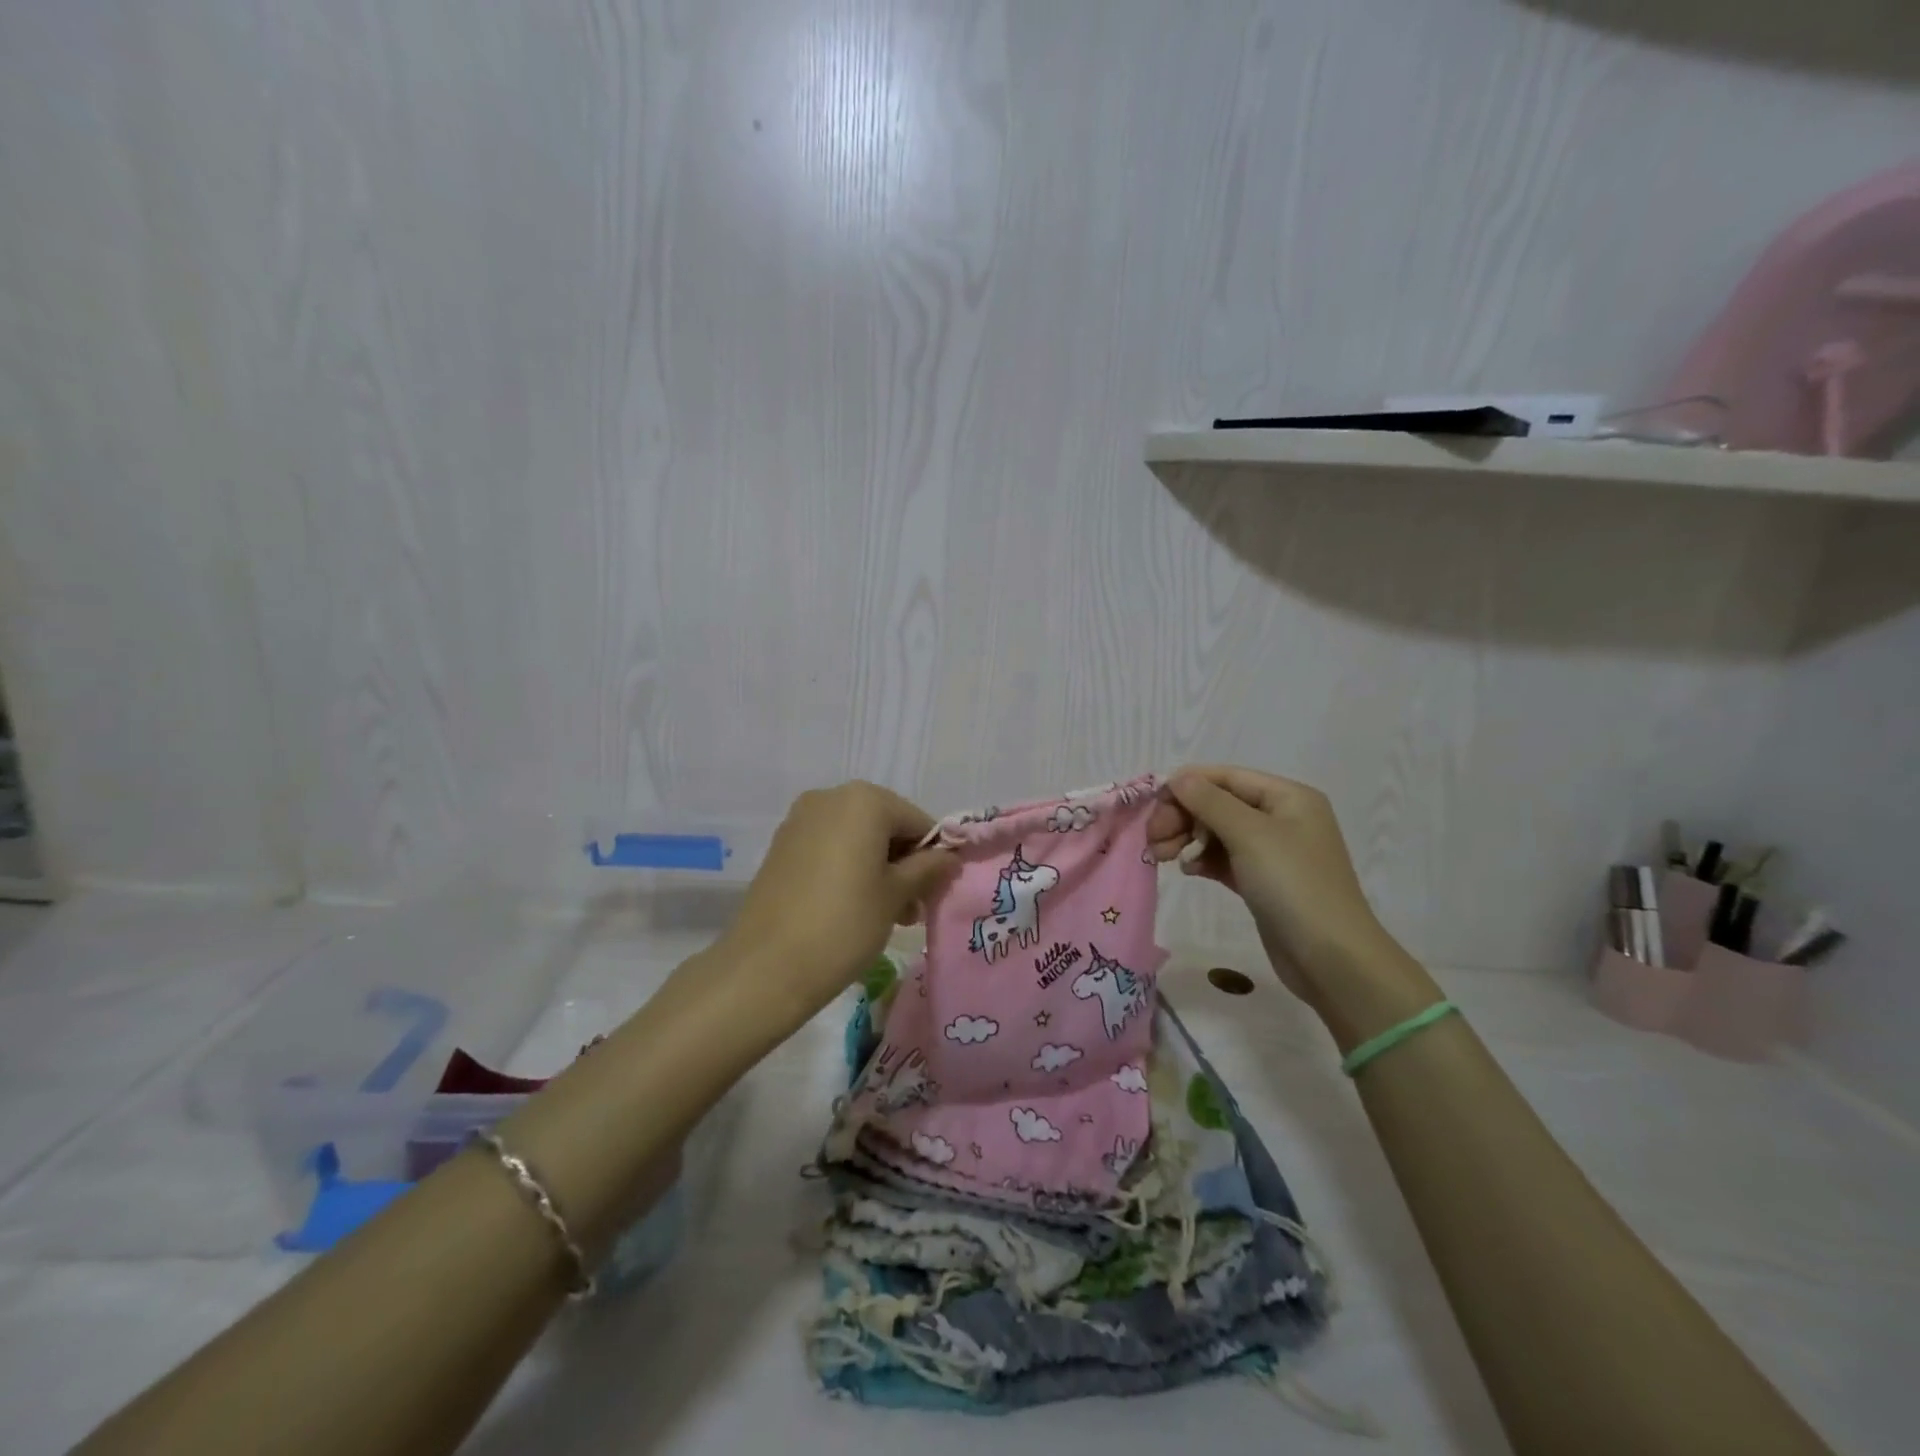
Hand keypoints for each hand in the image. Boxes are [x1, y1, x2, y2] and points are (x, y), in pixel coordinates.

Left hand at [713, 782, 957, 1028]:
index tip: (935, 892)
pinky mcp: (781, 846)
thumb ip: (927, 869)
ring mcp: (800, 821)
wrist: (766, 967)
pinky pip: (829, 849)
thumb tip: (950, 857)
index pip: (917, 821)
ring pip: (856, 838)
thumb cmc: (844, 924)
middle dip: (903, 863)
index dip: (933, 856)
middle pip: (884, 826)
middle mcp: (830, 798)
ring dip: (878, 869)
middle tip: (912, 908)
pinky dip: (848, 869)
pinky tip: (854, 908)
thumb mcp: (895, 896)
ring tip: (888, 915)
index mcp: (864, 800)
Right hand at [1146, 766, 1411, 1011]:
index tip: (1151, 804)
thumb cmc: (1293, 885)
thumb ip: (1209, 801)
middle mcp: (1281, 818)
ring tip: (1160, 856)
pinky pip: (1224, 859)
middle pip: (1219, 804)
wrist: (1331, 958)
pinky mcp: (1262, 881)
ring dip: (1187, 839)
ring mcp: (1272, 851)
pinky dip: (1202, 860)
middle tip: (1152, 837)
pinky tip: (1186, 870)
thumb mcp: (1249, 835)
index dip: (1187, 785)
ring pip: (1217, 832)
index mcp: (1287, 797)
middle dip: (1183, 816)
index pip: (1226, 777)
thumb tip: (1177, 777)